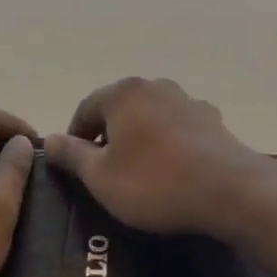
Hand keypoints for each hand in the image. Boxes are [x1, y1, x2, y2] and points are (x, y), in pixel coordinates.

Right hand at [44, 77, 276, 237]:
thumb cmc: (153, 182)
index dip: (75, 136)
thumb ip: (72, 155)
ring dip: (140, 138)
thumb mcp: (101, 177)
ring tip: (139, 171)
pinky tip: (172, 170)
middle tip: (104, 170)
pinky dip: (168, 144)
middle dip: (109, 135)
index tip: (73, 164)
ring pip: (151, 116)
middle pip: (120, 108)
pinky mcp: (212, 120)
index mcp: (124, 93)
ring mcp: (188, 101)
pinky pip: (178, 129)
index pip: (86, 108)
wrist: (228, 190)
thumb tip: (48, 139)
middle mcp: (155, 87)